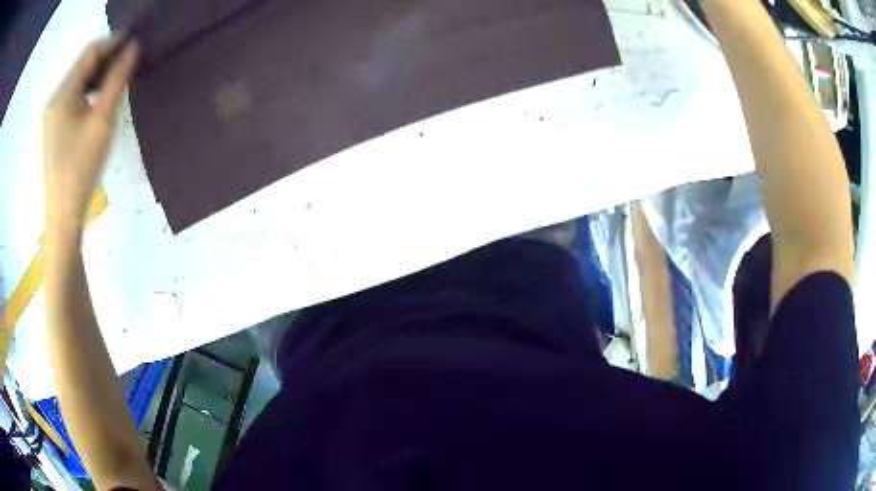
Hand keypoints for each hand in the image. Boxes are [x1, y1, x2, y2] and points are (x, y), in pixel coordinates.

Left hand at [43, 38, 138, 232]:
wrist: (62, 219)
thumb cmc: (81, 170)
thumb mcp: (102, 122)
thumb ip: (117, 80)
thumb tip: (133, 48)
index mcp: (62, 95)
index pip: (90, 53)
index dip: (113, 42)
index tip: (135, 41)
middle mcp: (53, 100)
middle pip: (82, 66)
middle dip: (106, 58)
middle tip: (128, 62)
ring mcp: (51, 115)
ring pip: (78, 81)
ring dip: (98, 75)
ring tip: (116, 81)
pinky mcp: (52, 128)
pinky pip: (72, 98)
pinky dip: (88, 92)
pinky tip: (98, 101)